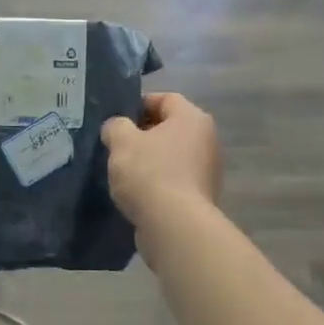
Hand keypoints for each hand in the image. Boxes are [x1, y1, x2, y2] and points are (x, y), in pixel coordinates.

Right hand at [99, 92, 220, 227]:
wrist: (174, 226)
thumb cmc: (149, 173)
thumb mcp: (122, 142)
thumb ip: (116, 126)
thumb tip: (117, 127)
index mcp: (192, 118)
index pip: (165, 98)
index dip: (139, 104)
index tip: (117, 119)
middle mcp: (206, 140)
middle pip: (170, 127)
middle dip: (142, 134)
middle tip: (116, 145)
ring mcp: (207, 170)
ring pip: (171, 155)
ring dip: (149, 160)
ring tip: (123, 170)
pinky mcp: (201, 196)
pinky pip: (174, 179)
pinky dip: (157, 182)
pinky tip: (137, 193)